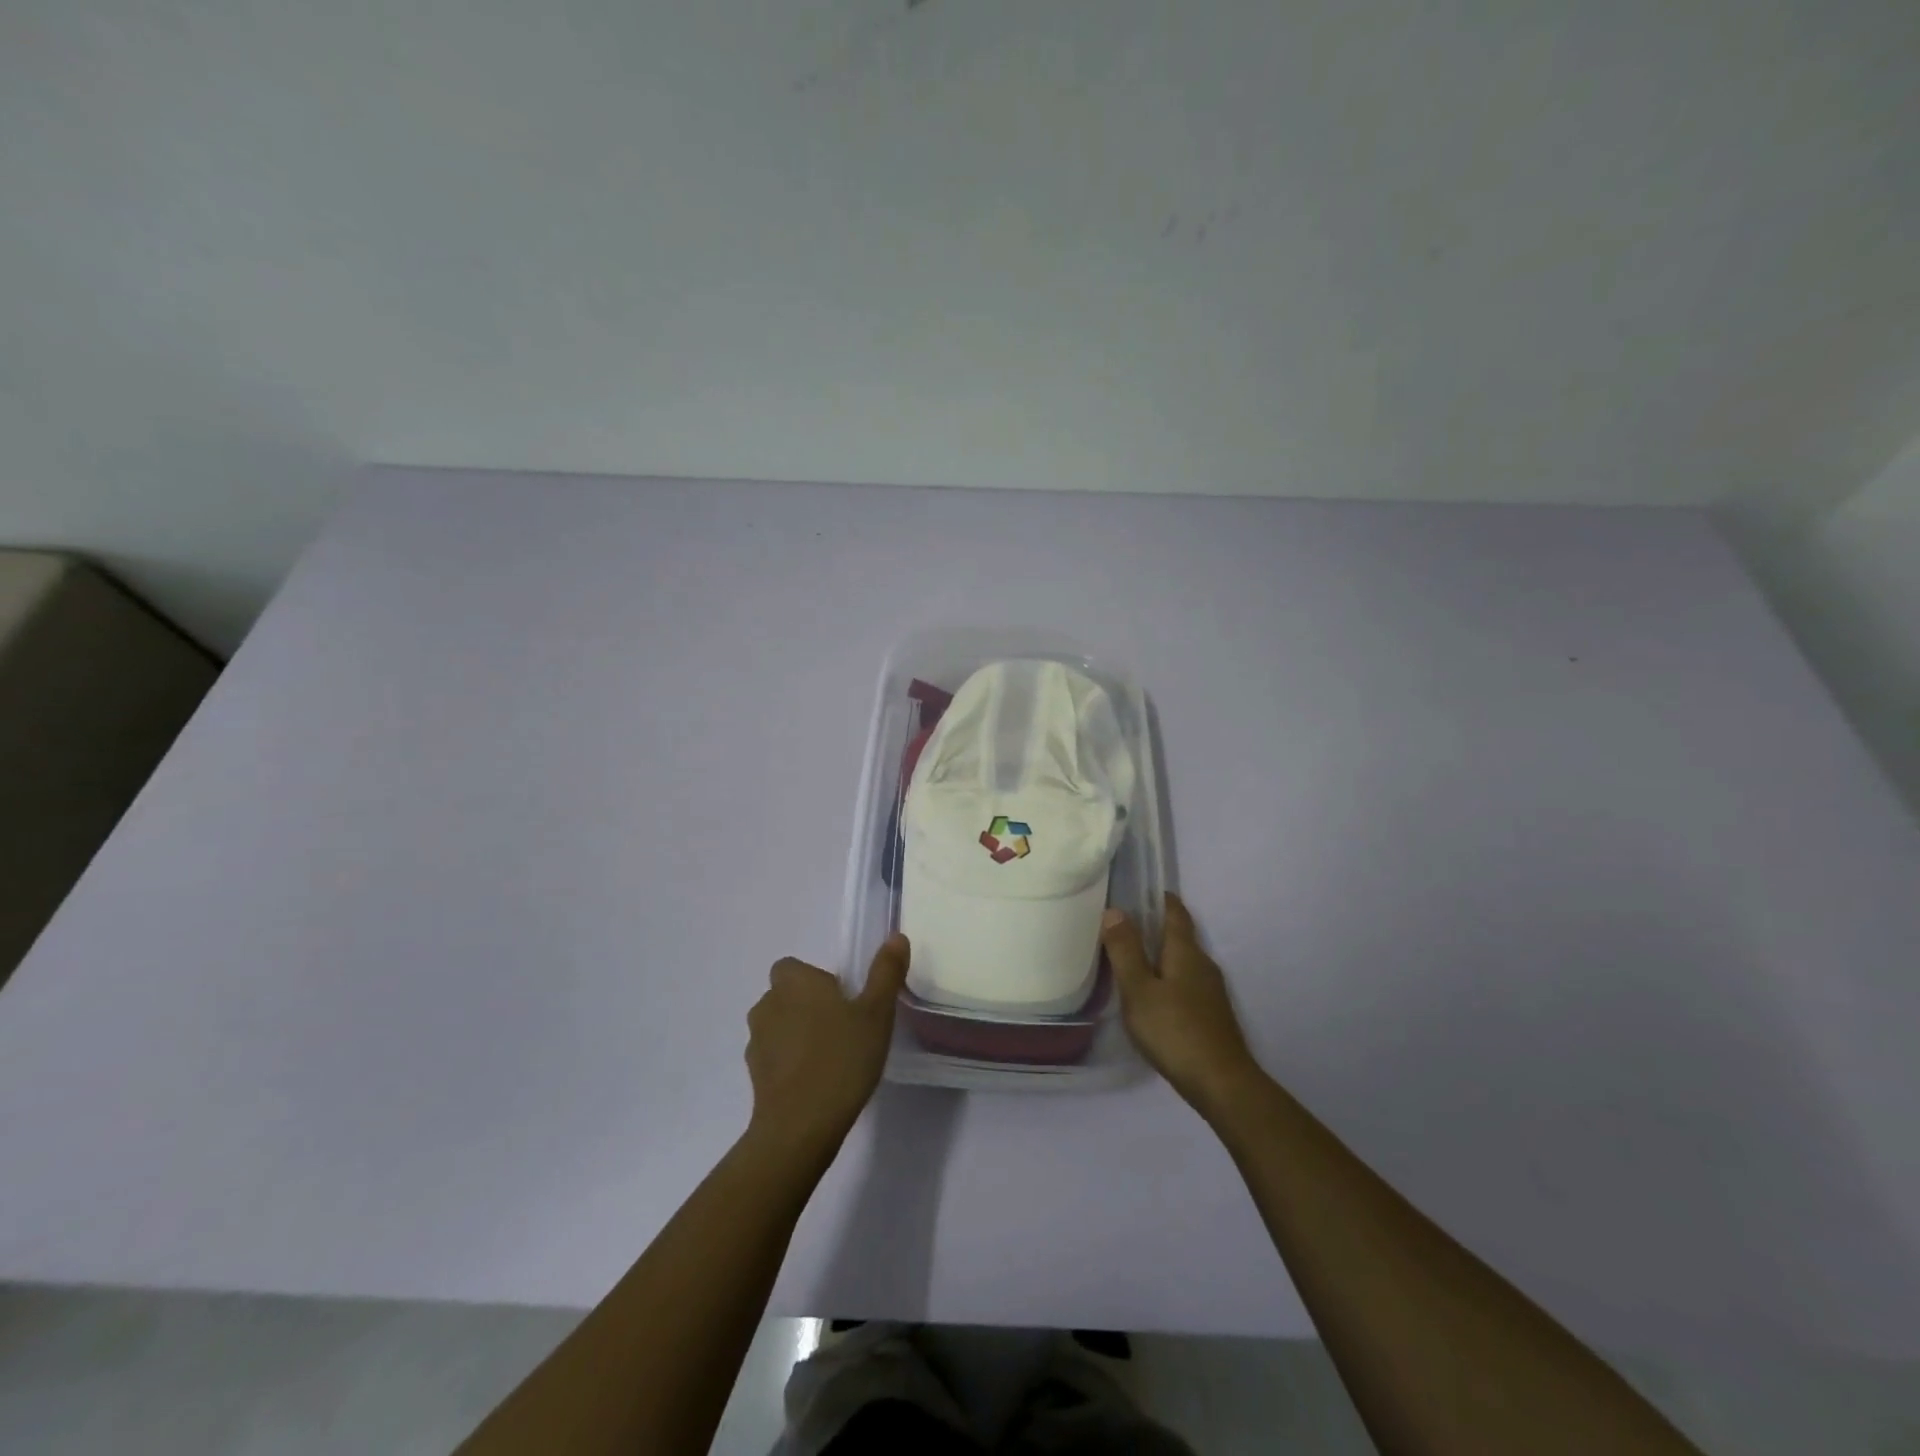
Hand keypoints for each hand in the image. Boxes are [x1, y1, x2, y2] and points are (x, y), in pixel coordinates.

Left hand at [744, 935, 910, 1157]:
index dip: (816, 980)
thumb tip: (896, 937)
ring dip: (797, 1034)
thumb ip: (885, 973)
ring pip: (778, 1026)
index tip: (843, 1001)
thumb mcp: (876, 1013)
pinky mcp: (753, 1076)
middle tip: (842, 1028)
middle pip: (785, 995)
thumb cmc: (842, 1059)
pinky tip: (815, 1082)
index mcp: (794, 982)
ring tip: (830, 1057)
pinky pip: (774, 1057)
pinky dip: (790, 1063)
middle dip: (808, 1006)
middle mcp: (768, 1004)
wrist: (800, 1126)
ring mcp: (756, 1041)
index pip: (793, 967)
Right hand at [1103, 894, 1263, 1123]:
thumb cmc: (1174, 1030)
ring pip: (1183, 962)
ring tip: (1133, 959)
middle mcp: (1203, 965)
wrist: (1221, 1083)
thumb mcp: (1139, 989)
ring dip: (1161, 956)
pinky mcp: (1212, 1015)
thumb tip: (1114, 910)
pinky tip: (1153, 996)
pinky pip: (1186, 984)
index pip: (1176, 913)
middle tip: (1125, 925)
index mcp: (1185, 952)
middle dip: (1156, 928)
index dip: (1161, 899)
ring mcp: (1211, 992)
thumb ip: (1125, 951)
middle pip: (1180, 937)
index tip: (1143, 890)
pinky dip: (1168, 979)